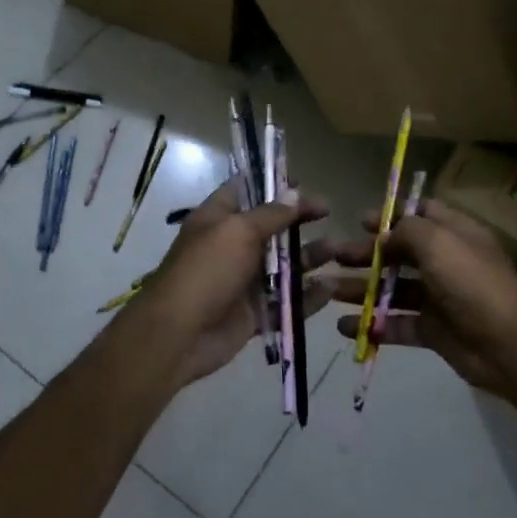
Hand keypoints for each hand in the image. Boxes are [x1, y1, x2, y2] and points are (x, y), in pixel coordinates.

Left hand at [130, 179, 328, 389]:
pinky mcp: (255, 313)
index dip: (273, 184)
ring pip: (284, 265)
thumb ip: (270, 214)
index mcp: (219, 219)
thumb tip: (295, 193)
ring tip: (338, 250)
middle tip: (329, 212)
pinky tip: (330, 288)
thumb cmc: (206, 270)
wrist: (178, 335)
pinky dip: (308, 296)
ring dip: (310, 256)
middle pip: (272, 227)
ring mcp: (244, 281)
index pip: (246, 190)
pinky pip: (287, 302)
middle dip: (300, 220)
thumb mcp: (238, 231)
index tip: (303, 182)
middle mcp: (232, 246)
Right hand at [316, 200, 516, 398]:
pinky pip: (396, 323)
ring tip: (327, 290)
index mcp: (454, 233)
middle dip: (366, 253)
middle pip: (400, 252)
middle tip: (333, 256)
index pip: (421, 214)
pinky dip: (372, 324)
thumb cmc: (471, 282)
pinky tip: (345, 326)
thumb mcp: (438, 241)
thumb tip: (386, 233)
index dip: (391, 215)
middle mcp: (446, 261)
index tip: (359, 220)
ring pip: (393, 288)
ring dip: (361, 288)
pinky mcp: (433, 330)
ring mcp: (439, 297)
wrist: (508, 345)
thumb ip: (407, 229)